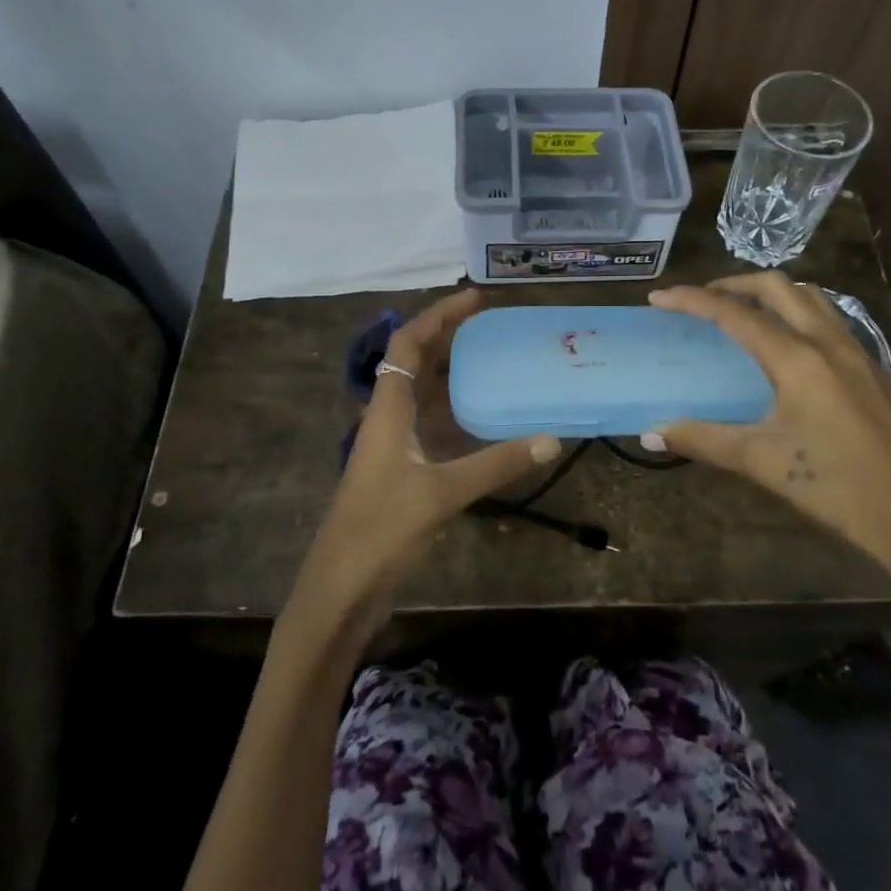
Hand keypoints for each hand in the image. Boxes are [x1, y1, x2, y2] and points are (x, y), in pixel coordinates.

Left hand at [289, 289, 559, 641]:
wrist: (339, 592)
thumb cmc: (380, 531)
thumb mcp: (441, 494)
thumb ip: (496, 465)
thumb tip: (551, 439)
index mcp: (386, 410)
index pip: (407, 344)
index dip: (438, 316)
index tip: (475, 299)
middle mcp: (387, 419)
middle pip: (414, 362)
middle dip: (447, 336)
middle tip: (491, 323)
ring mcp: (393, 446)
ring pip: (422, 393)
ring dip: (452, 371)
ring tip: (492, 357)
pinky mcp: (401, 471)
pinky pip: (431, 424)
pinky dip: (456, 410)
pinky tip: (485, 416)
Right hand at [646, 274, 890, 609]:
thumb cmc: (837, 487)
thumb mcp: (763, 462)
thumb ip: (703, 440)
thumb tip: (650, 435)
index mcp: (798, 358)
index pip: (734, 313)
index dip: (692, 300)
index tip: (659, 297)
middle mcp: (828, 341)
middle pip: (776, 287)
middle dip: (733, 284)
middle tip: (701, 301)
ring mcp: (858, 352)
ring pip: (810, 297)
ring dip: (771, 294)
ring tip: (744, 313)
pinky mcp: (875, 369)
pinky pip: (830, 319)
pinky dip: (799, 313)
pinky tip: (790, 348)